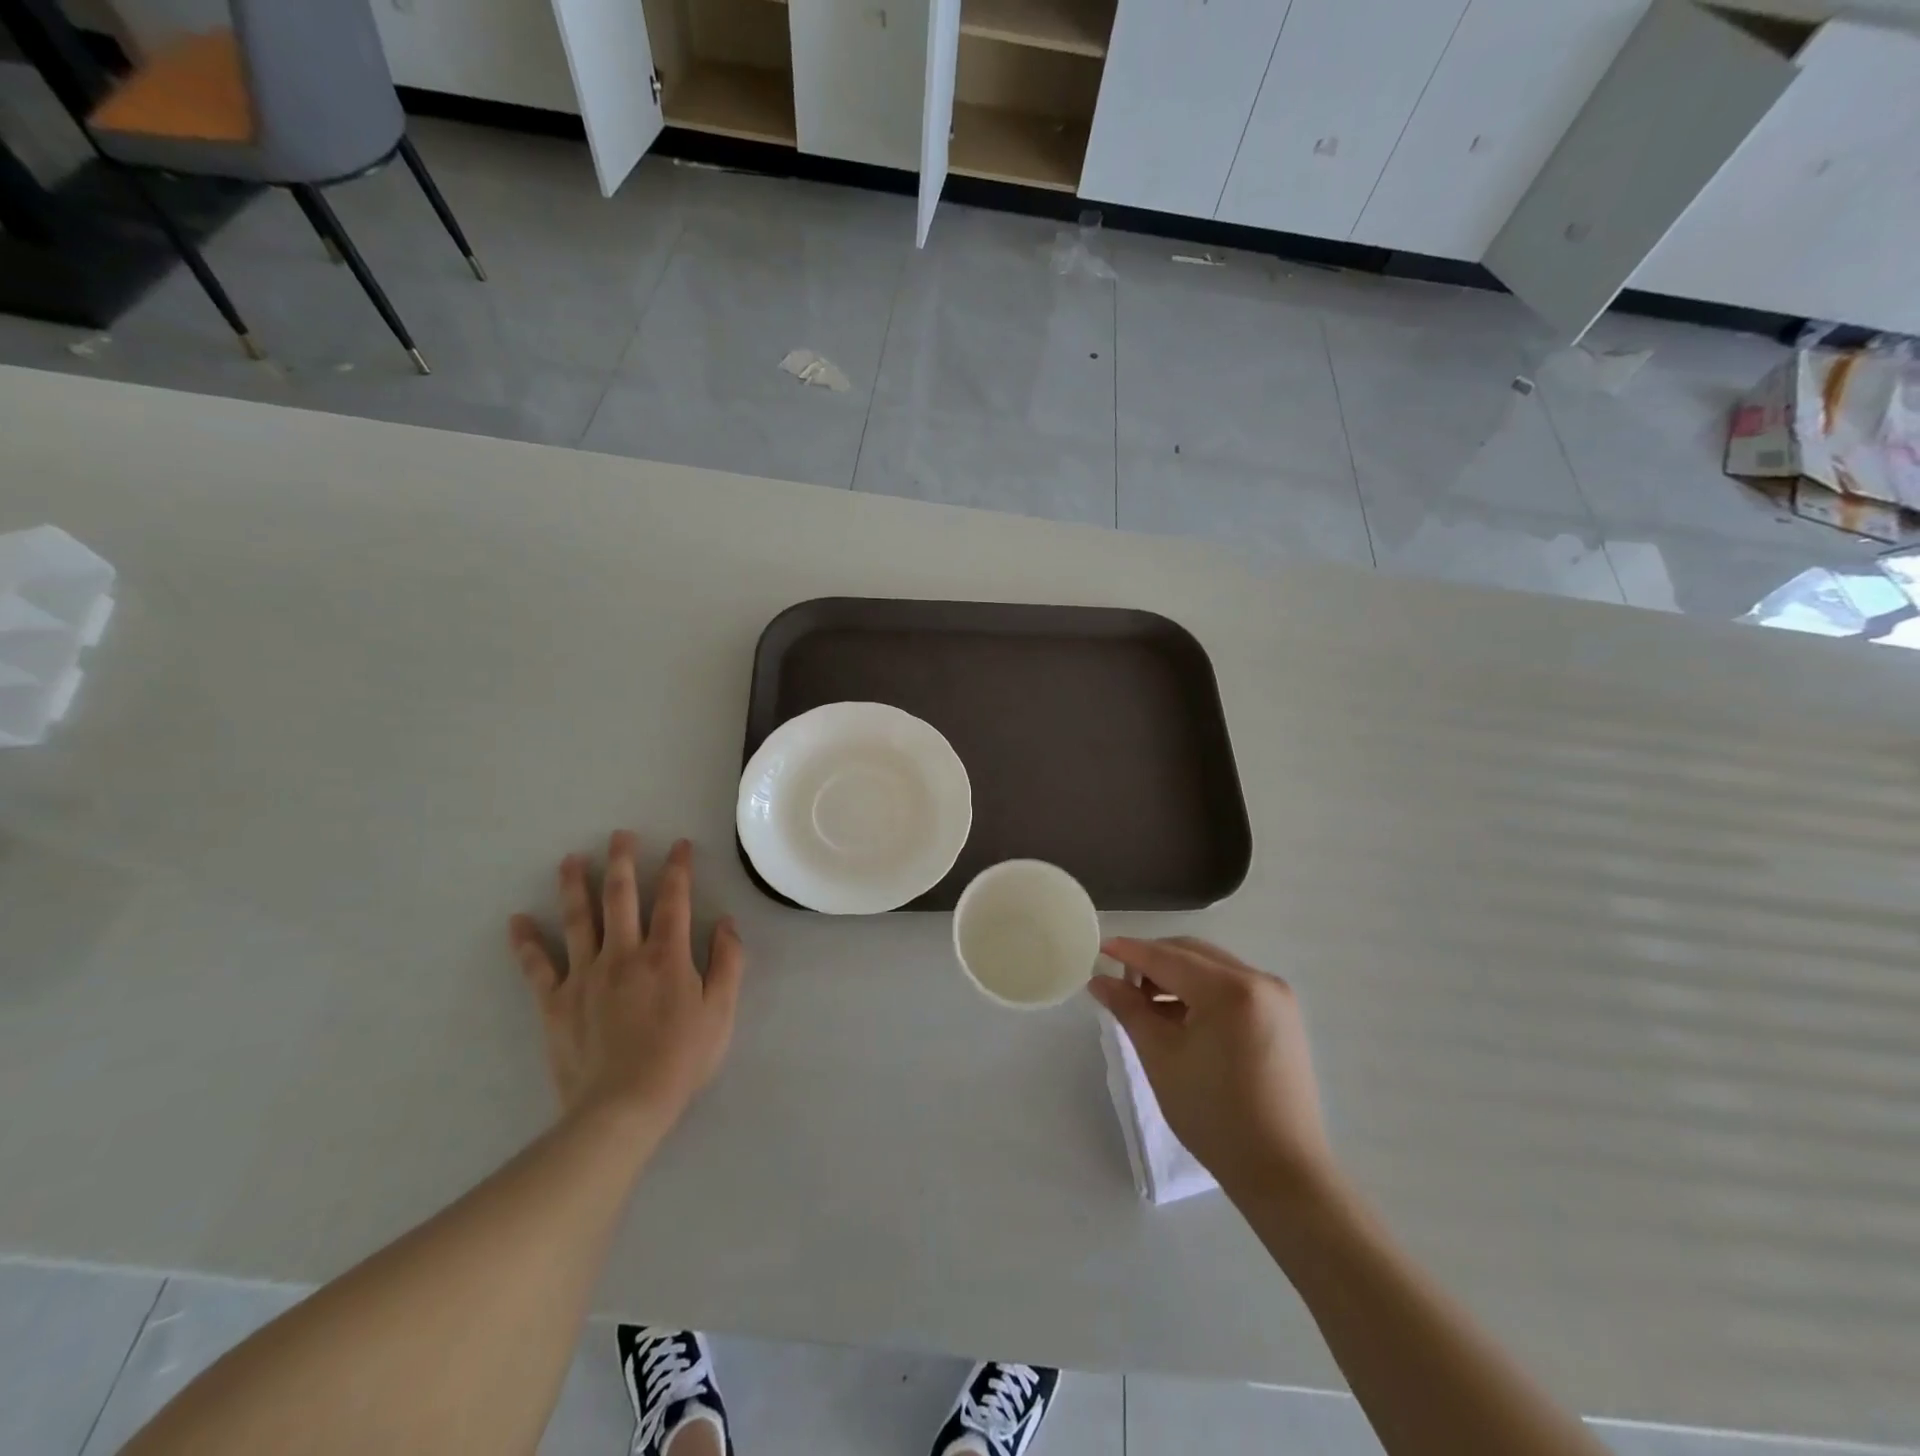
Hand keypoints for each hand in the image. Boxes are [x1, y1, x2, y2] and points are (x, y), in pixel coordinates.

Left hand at [509, 832, 743, 1127]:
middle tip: (619, 835)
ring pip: (578, 920)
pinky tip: (517, 921)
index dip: (678, 868)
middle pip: (621, 897)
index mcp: (667, 954)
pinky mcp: (556, 1002)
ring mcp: (585, 976)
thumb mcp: (722, 1011)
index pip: (674, 899)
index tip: (680, 845)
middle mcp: (624, 954)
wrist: (623, 1107)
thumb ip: (728, 962)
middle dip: (622, 862)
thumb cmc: (681, 1059)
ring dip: (574, 886)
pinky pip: (537, 967)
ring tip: (570, 860)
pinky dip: (526, 943)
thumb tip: (726, 923)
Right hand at [1090, 937, 1332, 1201]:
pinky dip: (1201, 990)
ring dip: (1177, 975)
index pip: (1167, 957)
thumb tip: (1099, 979)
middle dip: (1153, 962)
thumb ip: (1128, 1008)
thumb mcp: (1160, 1057)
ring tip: (1147, 1004)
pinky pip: (1232, 985)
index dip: (1129, 951)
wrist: (1282, 1171)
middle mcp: (1258, 980)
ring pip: (1212, 967)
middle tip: (1121, 984)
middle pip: (1192, 953)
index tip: (1098, 948)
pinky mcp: (1282, 1015)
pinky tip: (1180, 1015)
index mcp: (1229, 989)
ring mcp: (1276, 997)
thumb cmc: (1214, 1114)